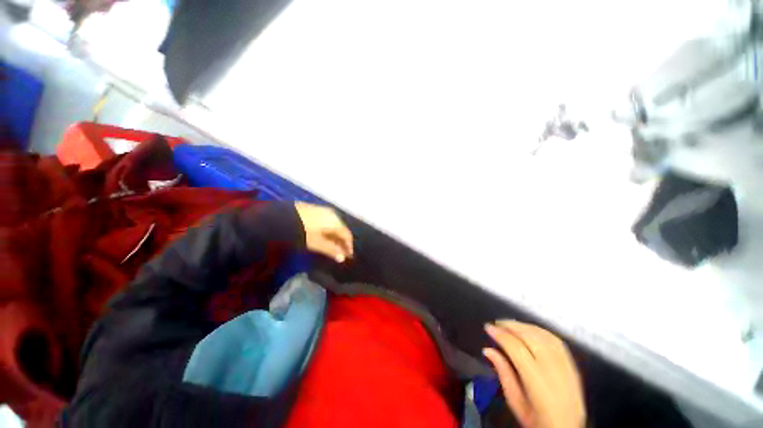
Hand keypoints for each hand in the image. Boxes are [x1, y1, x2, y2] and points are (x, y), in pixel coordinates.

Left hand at [295, 203, 353, 262]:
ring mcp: (324, 211)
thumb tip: (343, 258)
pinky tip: (324, 236)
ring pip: (335, 225)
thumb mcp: (317, 243)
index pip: (347, 235)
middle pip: (342, 230)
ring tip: (332, 246)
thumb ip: (331, 250)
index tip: (348, 256)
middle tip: (340, 252)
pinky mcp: (316, 210)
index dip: (349, 246)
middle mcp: (333, 215)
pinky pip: (328, 222)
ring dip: (335, 236)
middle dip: (342, 242)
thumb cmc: (303, 232)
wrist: (283, 216)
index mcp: (336, 222)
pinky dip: (329, 230)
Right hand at [484, 321, 584, 427]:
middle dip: (511, 326)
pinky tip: (530, 330)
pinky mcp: (573, 366)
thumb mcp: (515, 402)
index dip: (500, 334)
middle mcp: (553, 369)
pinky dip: (540, 331)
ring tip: (510, 324)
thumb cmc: (537, 420)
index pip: (515, 348)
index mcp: (536, 381)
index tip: (488, 327)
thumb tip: (487, 350)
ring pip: (543, 335)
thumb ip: (502, 373)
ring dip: (524, 326)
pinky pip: (556, 340)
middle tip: (497, 323)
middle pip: (530, 337)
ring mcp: (565, 366)